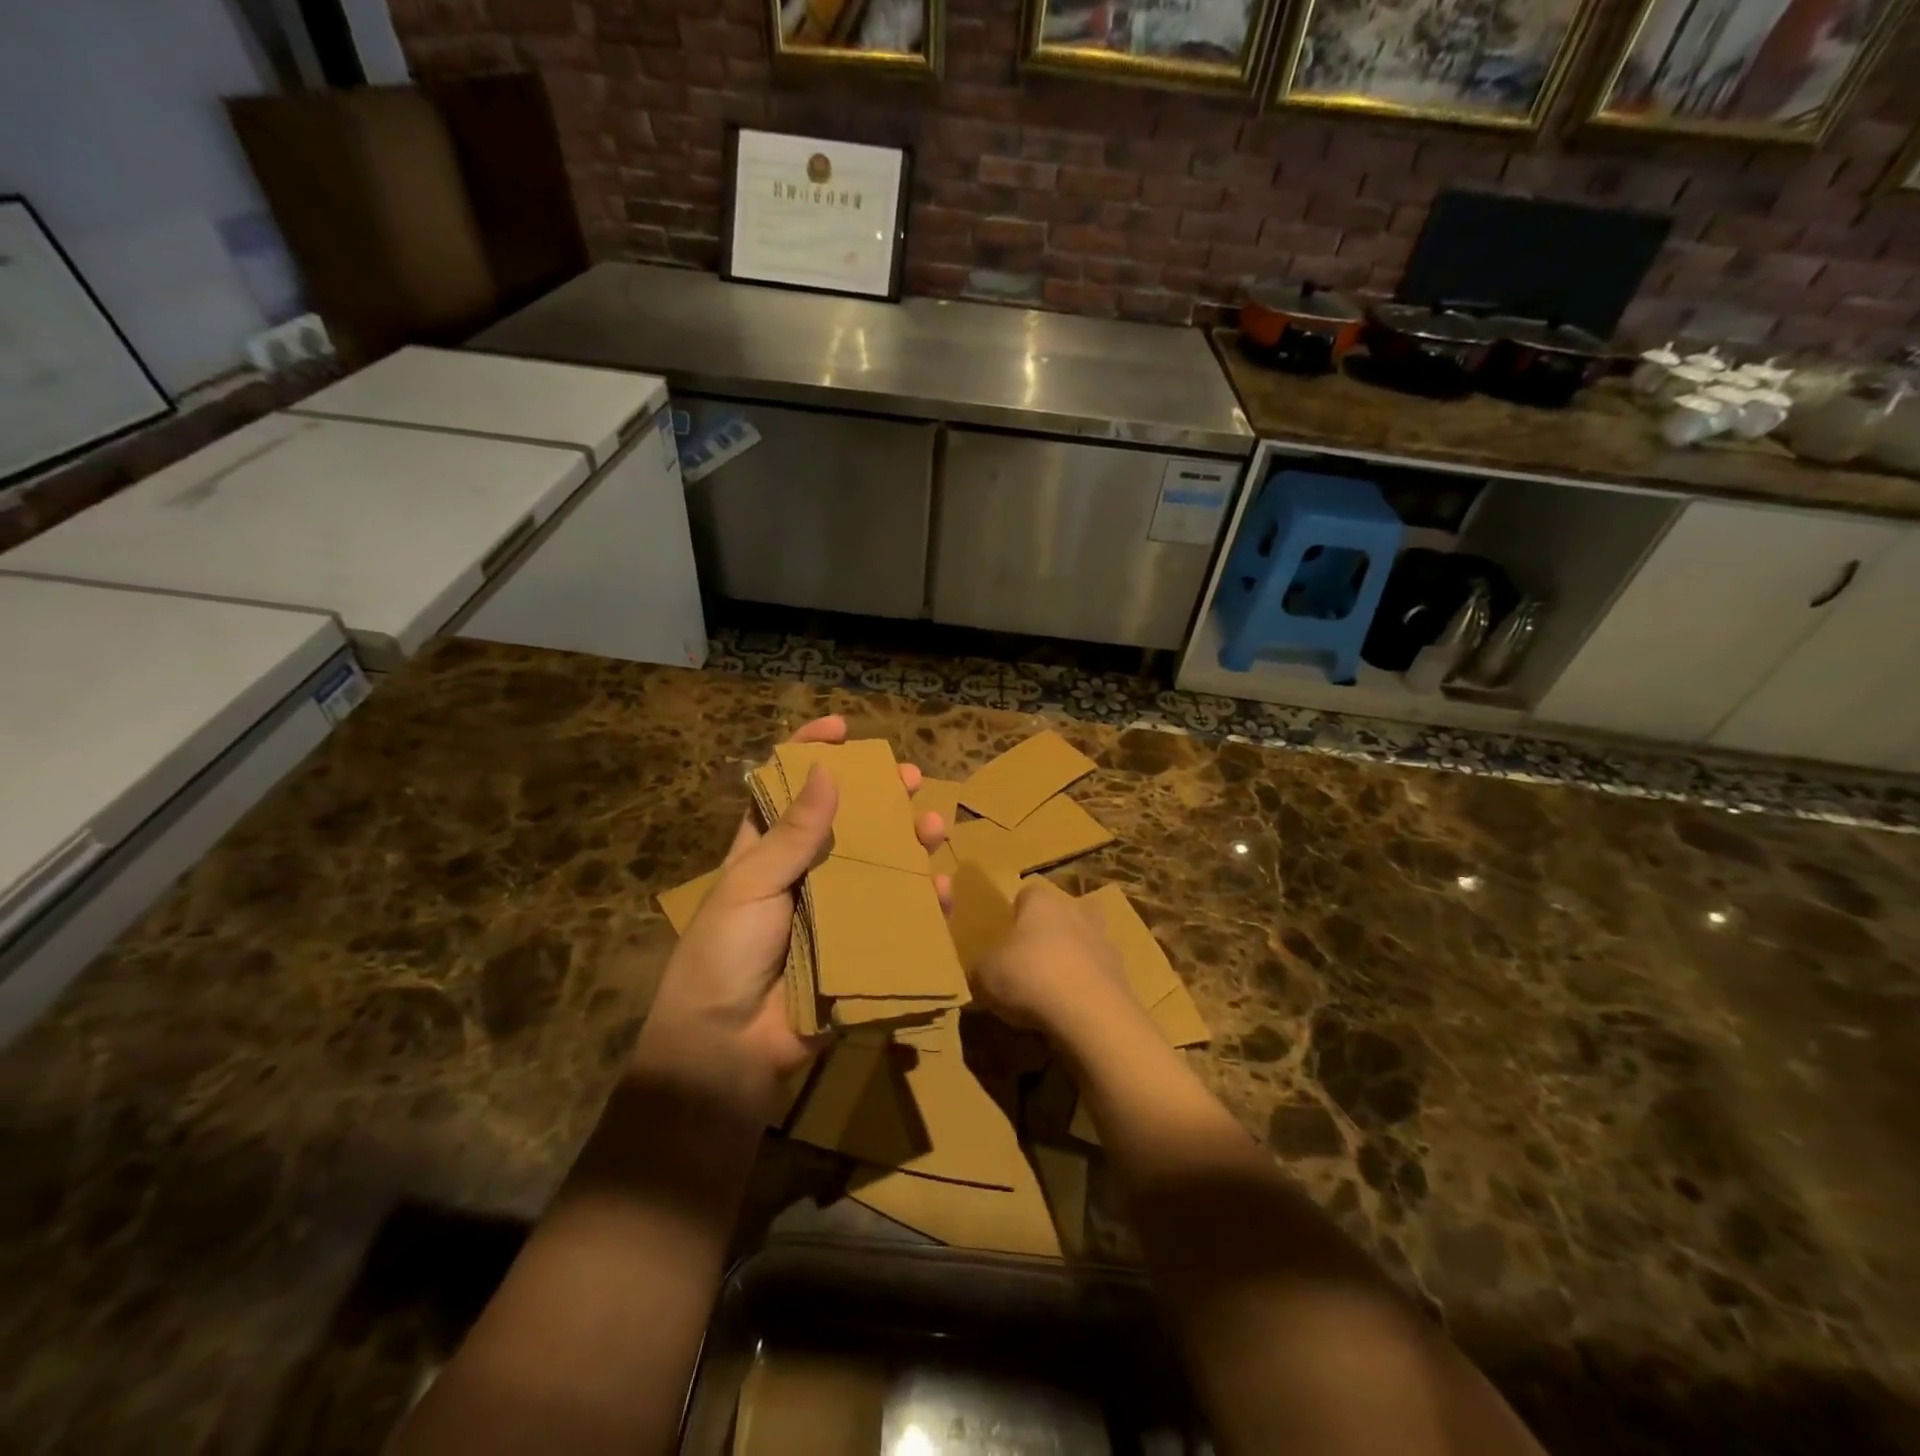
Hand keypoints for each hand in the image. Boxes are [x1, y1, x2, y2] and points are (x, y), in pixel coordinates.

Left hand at [633, 715, 947, 1115]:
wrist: (729, 1048)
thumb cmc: (725, 954)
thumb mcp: (750, 885)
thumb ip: (791, 834)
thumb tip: (824, 771)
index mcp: (766, 852)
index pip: (788, 789)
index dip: (811, 754)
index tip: (842, 729)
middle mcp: (805, 874)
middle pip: (848, 823)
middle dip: (880, 797)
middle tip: (910, 777)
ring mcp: (835, 912)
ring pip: (881, 866)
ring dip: (910, 843)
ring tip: (933, 827)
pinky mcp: (860, 949)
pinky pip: (898, 920)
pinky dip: (922, 904)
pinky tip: (940, 889)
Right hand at [971, 879, 1131, 1037]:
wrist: (1091, 1014)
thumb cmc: (1030, 978)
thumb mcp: (984, 974)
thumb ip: (982, 967)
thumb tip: (983, 972)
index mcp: (1042, 901)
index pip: (1026, 894)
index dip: (1015, 914)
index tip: (1005, 939)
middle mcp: (1076, 910)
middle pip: (1061, 913)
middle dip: (1049, 932)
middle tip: (1029, 962)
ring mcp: (1104, 940)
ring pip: (1084, 941)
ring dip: (1071, 959)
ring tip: (1051, 991)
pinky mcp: (1122, 973)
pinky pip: (1097, 974)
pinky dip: (1086, 987)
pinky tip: (1071, 1011)